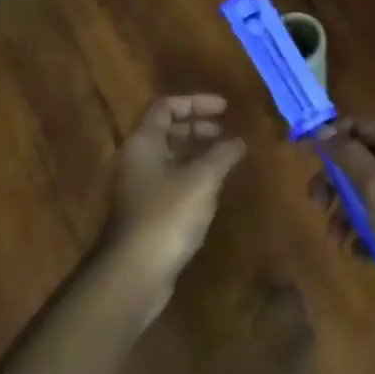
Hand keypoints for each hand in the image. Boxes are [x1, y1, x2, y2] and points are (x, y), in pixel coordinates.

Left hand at [104, 94, 246, 292]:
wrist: (136, 271)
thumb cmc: (168, 216)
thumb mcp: (202, 180)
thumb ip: (221, 155)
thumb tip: (238, 141)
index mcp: (143, 143)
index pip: (165, 107)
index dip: (196, 102)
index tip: (226, 108)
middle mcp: (136, 160)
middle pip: (166, 131)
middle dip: (198, 127)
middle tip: (227, 132)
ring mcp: (139, 188)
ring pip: (169, 158)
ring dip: (197, 152)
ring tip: (226, 157)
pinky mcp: (147, 212)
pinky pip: (171, 181)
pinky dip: (193, 175)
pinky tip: (213, 187)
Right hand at [309, 117, 374, 304]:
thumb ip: (347, 155)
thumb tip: (322, 129)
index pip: (358, 125)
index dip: (328, 136)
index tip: (301, 155)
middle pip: (358, 160)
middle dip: (334, 183)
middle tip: (316, 206)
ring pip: (365, 193)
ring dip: (344, 215)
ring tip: (337, 241)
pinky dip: (364, 234)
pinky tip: (360, 254)